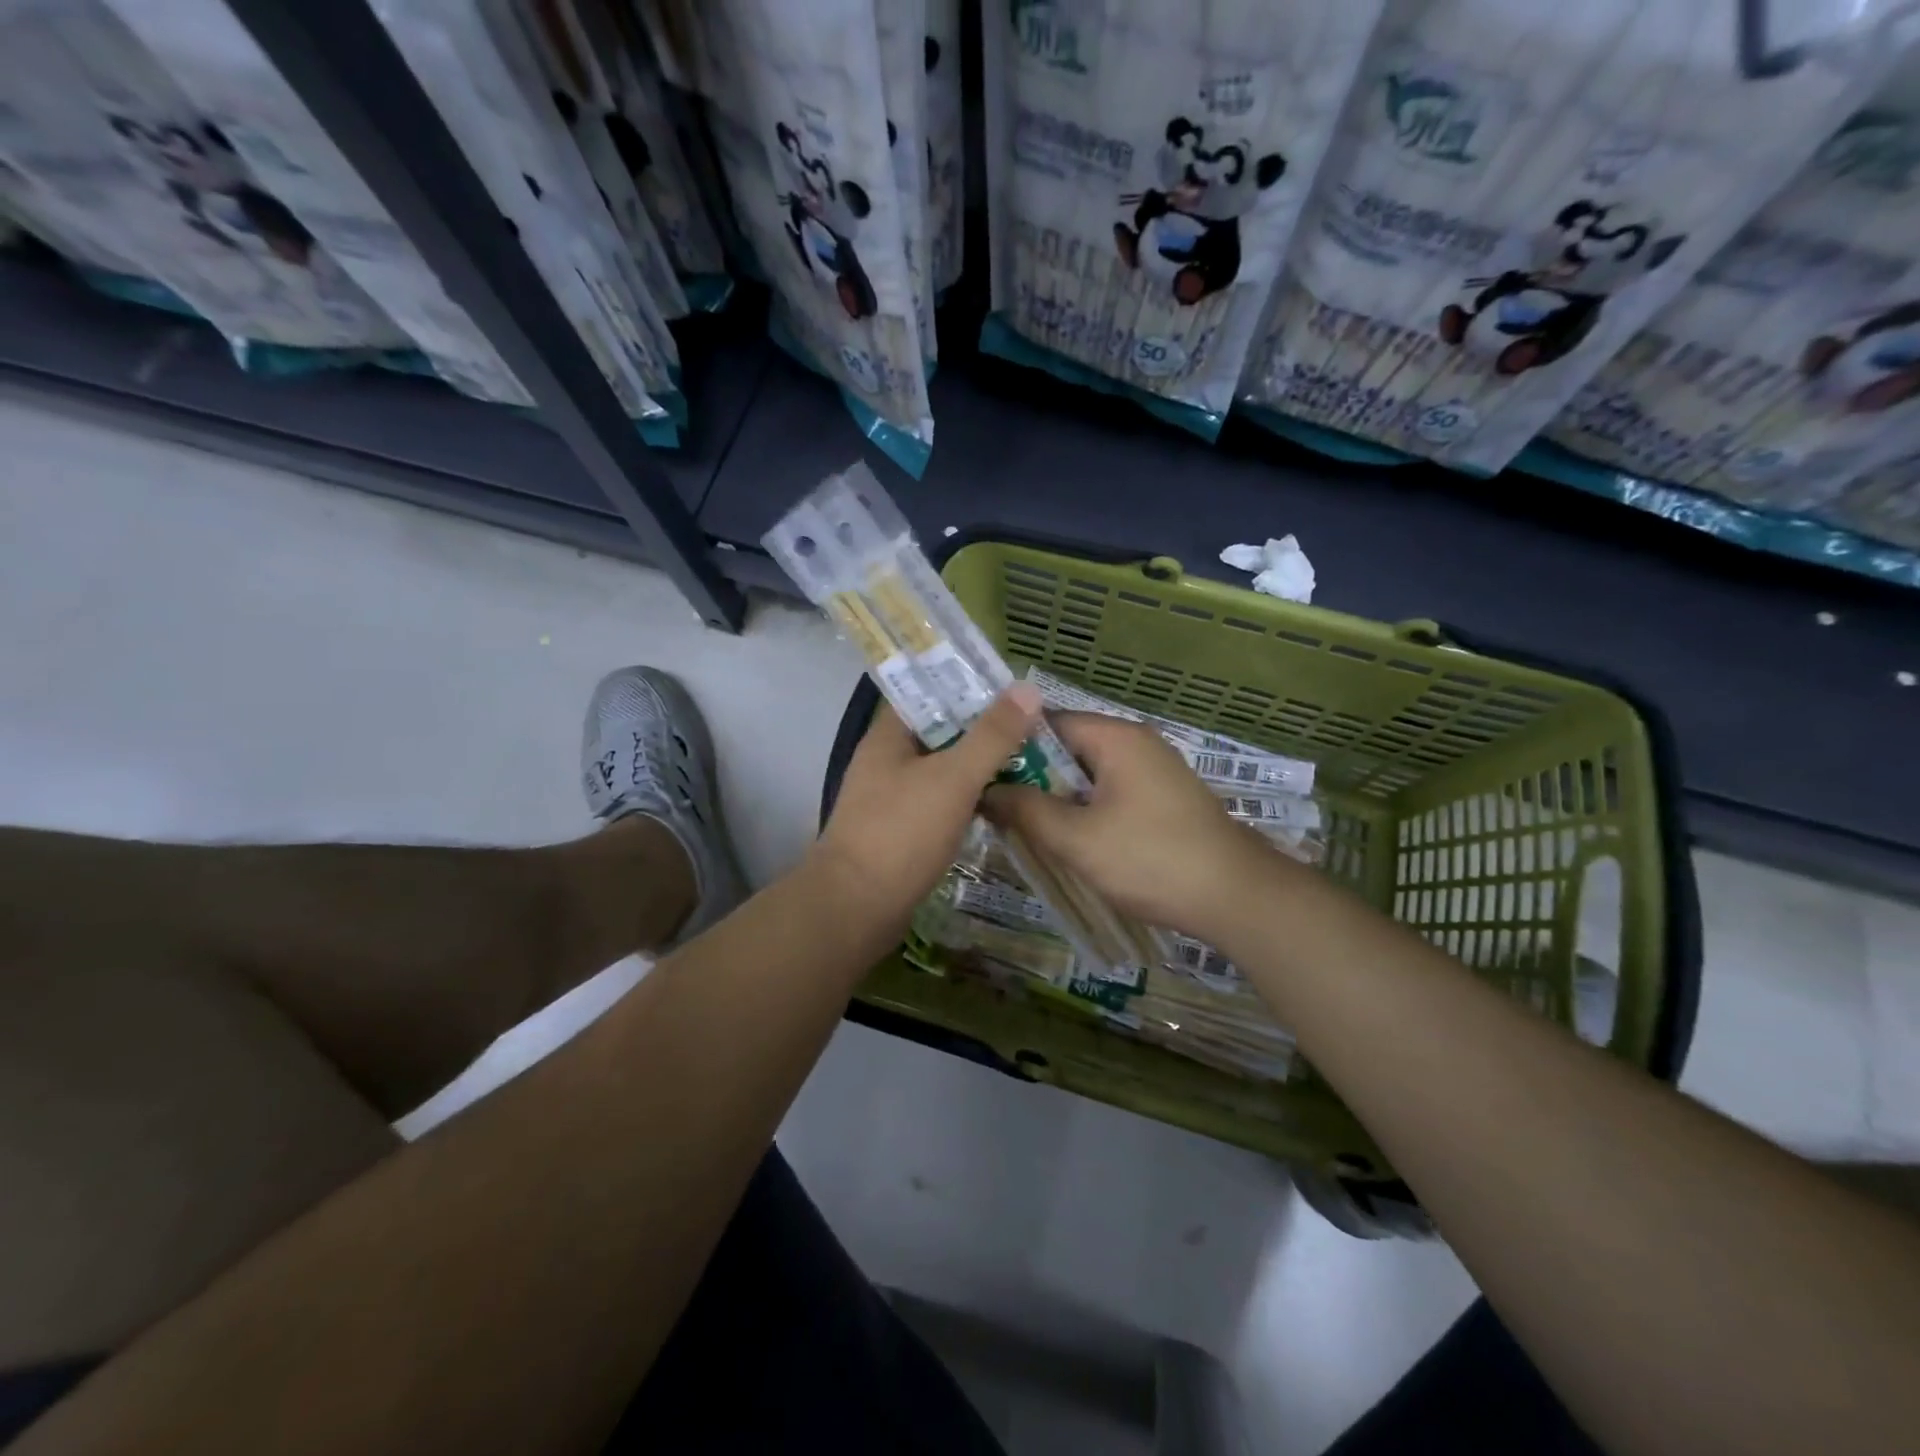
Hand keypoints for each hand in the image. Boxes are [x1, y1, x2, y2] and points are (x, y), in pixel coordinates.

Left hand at [812, 684, 1042, 930]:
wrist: (857, 908)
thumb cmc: (901, 832)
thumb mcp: (953, 778)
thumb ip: (992, 735)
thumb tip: (1027, 688)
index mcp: (889, 736)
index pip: (929, 691)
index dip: (969, 684)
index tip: (1012, 687)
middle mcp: (887, 760)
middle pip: (941, 730)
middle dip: (983, 727)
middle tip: (1032, 724)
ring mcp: (893, 797)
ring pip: (943, 768)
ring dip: (978, 764)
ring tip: (1028, 757)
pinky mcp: (902, 830)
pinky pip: (941, 801)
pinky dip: (968, 797)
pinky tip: (1000, 800)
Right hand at [983, 712, 1285, 938]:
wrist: (1236, 897)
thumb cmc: (1151, 859)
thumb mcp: (1077, 838)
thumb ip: (1026, 810)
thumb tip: (985, 790)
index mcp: (1115, 737)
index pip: (1046, 723)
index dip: (1009, 745)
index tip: (978, 772)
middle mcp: (1135, 743)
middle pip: (1067, 748)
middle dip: (1030, 775)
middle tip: (991, 805)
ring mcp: (1153, 771)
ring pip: (1086, 774)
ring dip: (1056, 796)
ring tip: (1018, 824)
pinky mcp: (1162, 798)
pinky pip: (1108, 792)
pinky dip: (1083, 809)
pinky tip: (1064, 837)